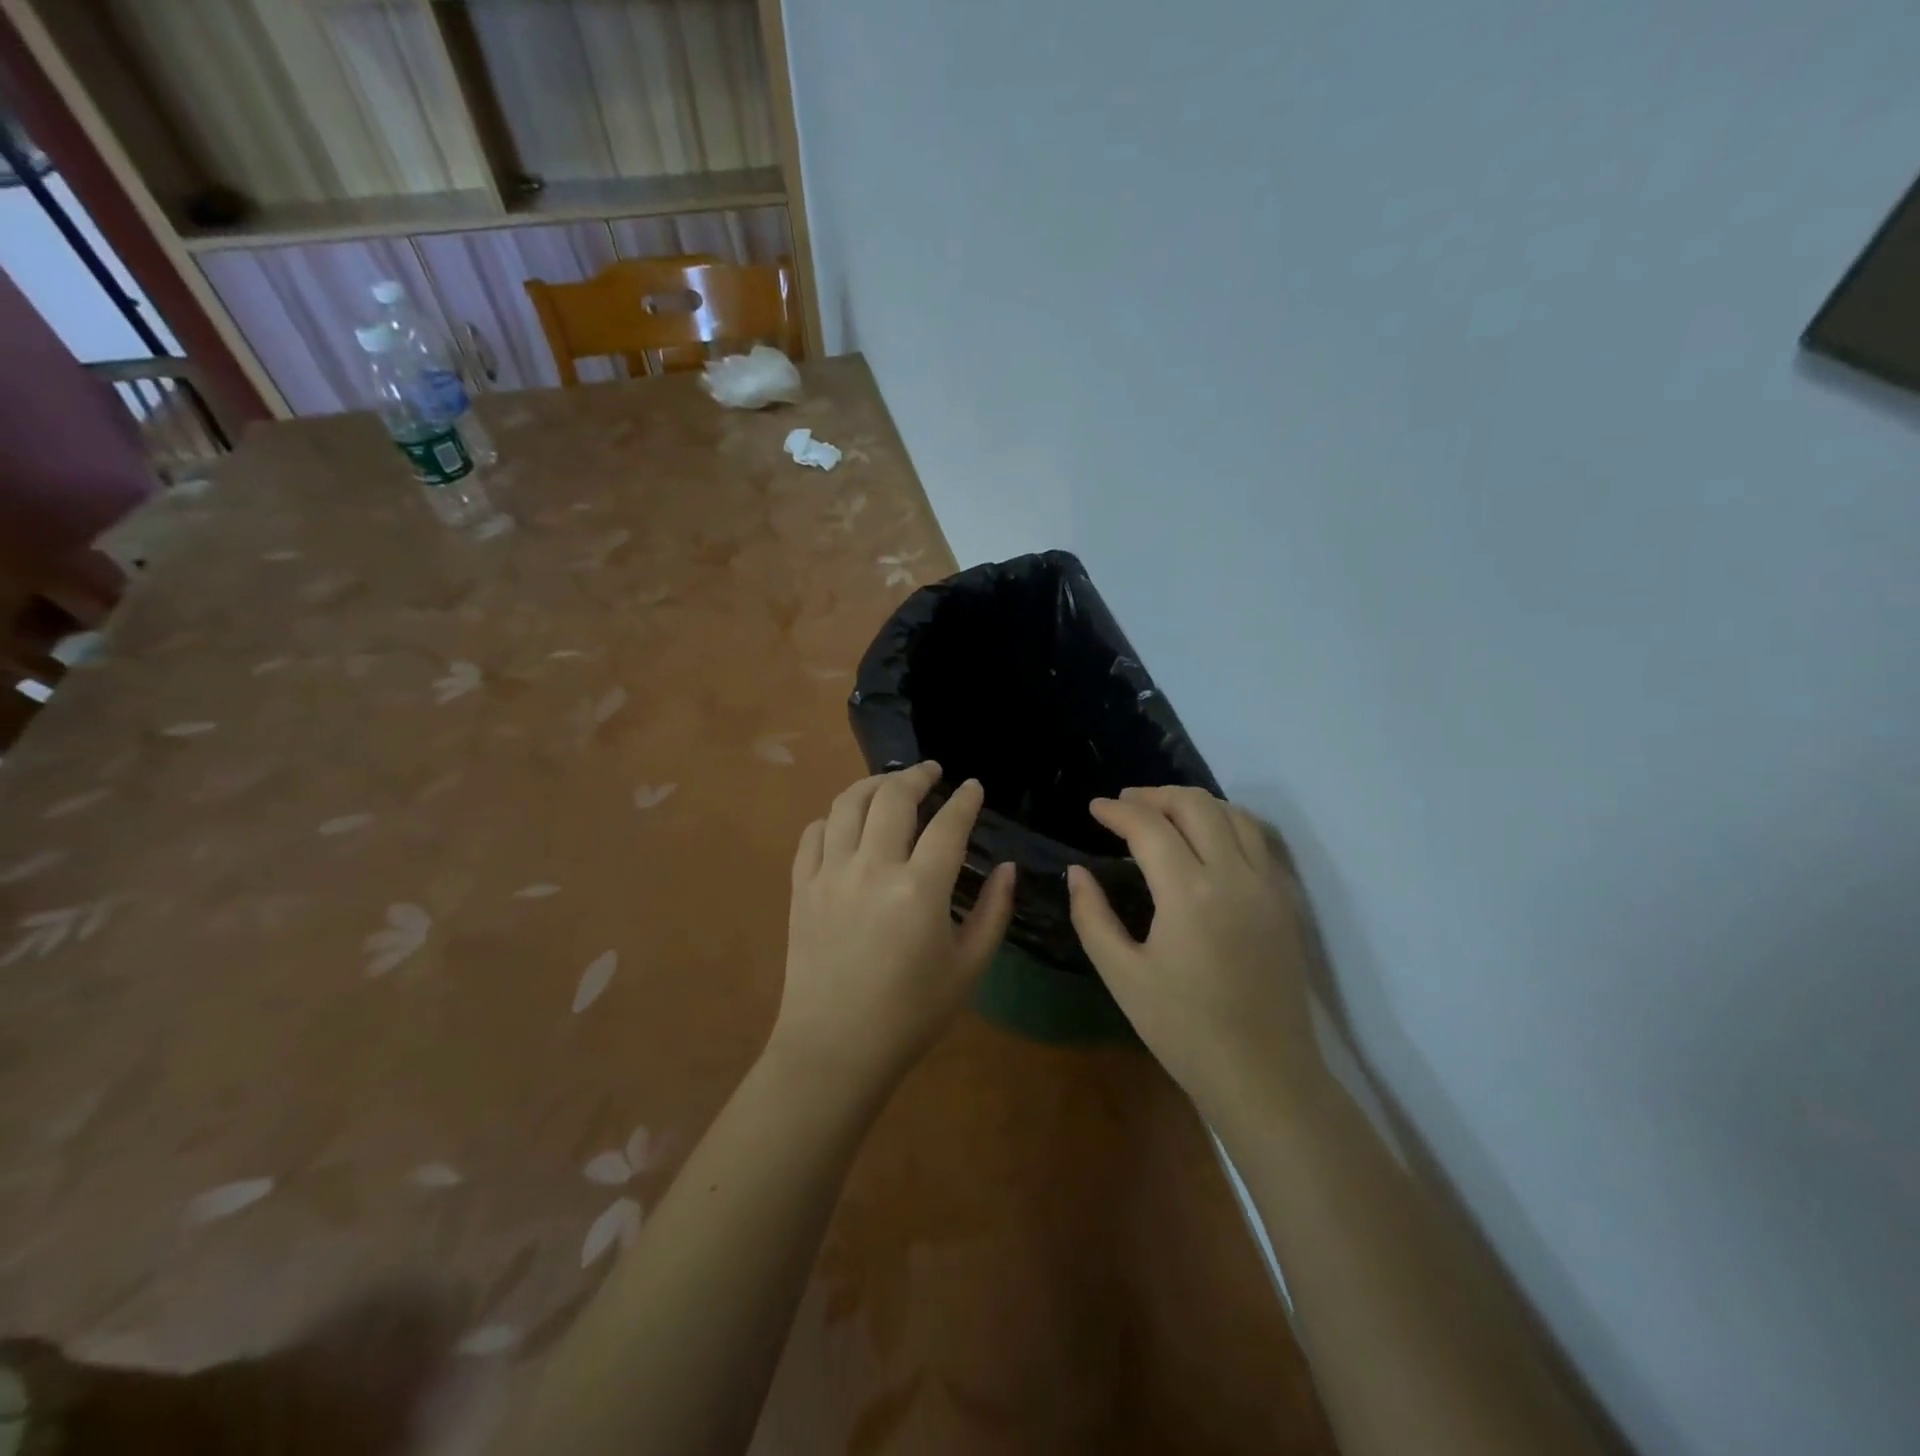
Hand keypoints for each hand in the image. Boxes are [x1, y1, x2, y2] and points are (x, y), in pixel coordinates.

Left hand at [771, 763, 1014, 1087]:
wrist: (834, 1049)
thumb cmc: (910, 1015)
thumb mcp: (968, 969)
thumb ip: (993, 912)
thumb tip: (1006, 868)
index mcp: (919, 890)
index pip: (948, 825)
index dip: (965, 799)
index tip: (974, 786)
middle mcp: (871, 868)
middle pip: (893, 797)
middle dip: (918, 775)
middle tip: (933, 771)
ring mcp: (829, 874)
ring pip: (848, 804)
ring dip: (874, 784)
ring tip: (891, 784)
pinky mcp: (801, 887)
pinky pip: (814, 834)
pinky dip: (834, 818)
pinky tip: (848, 823)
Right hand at [1068, 786, 1320, 1122]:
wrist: (1264, 1075)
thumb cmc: (1184, 1030)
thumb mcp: (1122, 976)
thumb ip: (1093, 916)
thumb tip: (1078, 872)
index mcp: (1189, 893)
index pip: (1149, 827)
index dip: (1117, 811)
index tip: (1094, 808)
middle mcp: (1234, 875)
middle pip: (1196, 805)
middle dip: (1154, 795)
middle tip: (1124, 805)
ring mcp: (1267, 886)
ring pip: (1233, 814)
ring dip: (1193, 804)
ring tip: (1163, 814)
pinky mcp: (1285, 901)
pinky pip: (1258, 839)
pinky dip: (1226, 823)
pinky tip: (1206, 839)